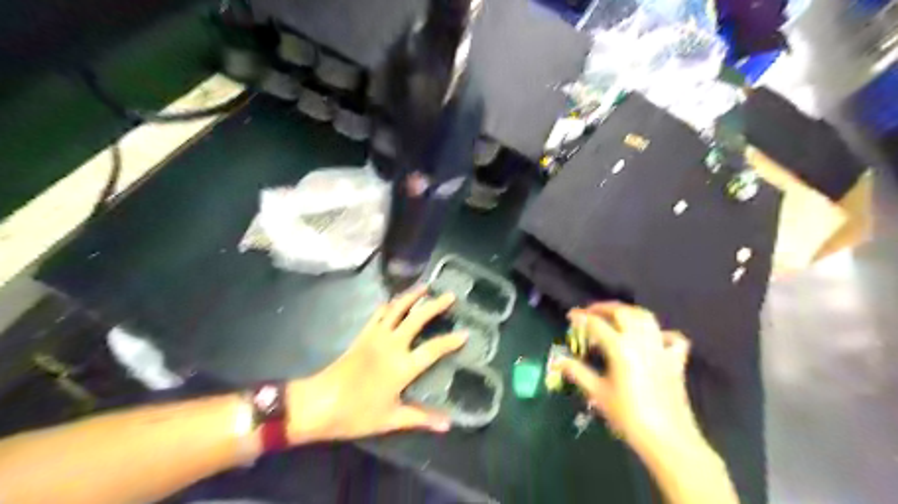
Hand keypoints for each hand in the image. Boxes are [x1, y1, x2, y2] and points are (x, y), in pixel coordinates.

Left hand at [287, 286, 470, 442]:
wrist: (319, 402)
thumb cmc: (356, 413)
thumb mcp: (391, 419)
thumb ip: (421, 418)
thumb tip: (448, 424)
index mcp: (403, 366)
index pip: (434, 349)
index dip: (451, 341)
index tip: (466, 333)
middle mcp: (392, 345)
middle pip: (417, 318)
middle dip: (435, 305)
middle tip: (450, 295)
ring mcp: (376, 336)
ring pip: (397, 309)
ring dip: (412, 296)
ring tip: (425, 286)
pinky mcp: (362, 335)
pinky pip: (379, 314)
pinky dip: (390, 304)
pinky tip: (395, 301)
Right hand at [556, 304, 701, 453]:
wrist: (667, 439)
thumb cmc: (628, 416)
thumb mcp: (598, 393)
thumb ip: (578, 373)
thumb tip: (559, 361)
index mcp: (620, 348)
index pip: (597, 324)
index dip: (581, 317)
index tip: (570, 315)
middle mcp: (641, 341)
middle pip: (623, 312)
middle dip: (604, 308)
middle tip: (590, 312)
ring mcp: (661, 349)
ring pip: (646, 317)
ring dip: (629, 312)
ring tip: (615, 316)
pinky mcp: (676, 361)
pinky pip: (672, 337)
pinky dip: (661, 333)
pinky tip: (653, 338)